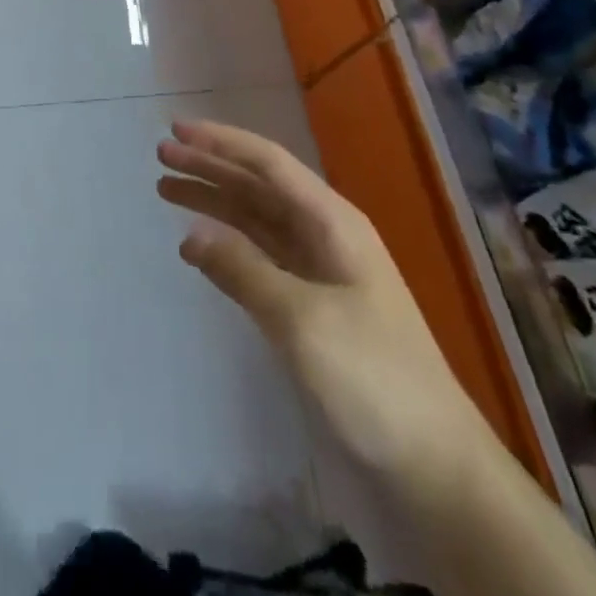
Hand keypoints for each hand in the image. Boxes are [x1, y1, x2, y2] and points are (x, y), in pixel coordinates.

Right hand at [157, 119, 486, 493]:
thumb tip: (190, 235)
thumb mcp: (303, 320)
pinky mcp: (311, 305)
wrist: (435, 467)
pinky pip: (259, 257)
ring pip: (255, 219)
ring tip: (166, 190)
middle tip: (161, 156)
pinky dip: (227, 245)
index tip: (176, 128)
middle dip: (210, 166)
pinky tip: (198, 244)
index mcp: (333, 223)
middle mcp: (325, 235)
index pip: (269, 164)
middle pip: (258, 186)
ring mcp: (318, 271)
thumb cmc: (373, 379)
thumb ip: (243, 270)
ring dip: (214, 201)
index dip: (221, 142)